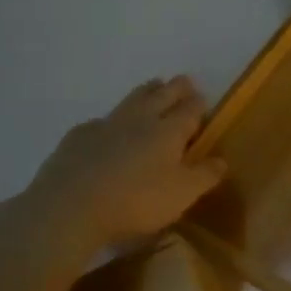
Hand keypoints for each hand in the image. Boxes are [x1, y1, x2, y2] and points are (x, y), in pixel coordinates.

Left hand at [13, 76, 225, 259]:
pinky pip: (101, 120)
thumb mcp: (183, 194)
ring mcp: (105, 125)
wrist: (69, 208)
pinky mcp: (77, 138)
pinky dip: (112, 119)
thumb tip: (221, 160)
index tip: (204, 99)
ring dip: (146, 91)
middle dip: (176, 88)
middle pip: (161, 95)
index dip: (199, 104)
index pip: (190, 110)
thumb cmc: (136, 201)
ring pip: (131, 100)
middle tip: (183, 81)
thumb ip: (205, 175)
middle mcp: (139, 120)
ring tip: (154, 86)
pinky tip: (108, 127)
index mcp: (169, 131)